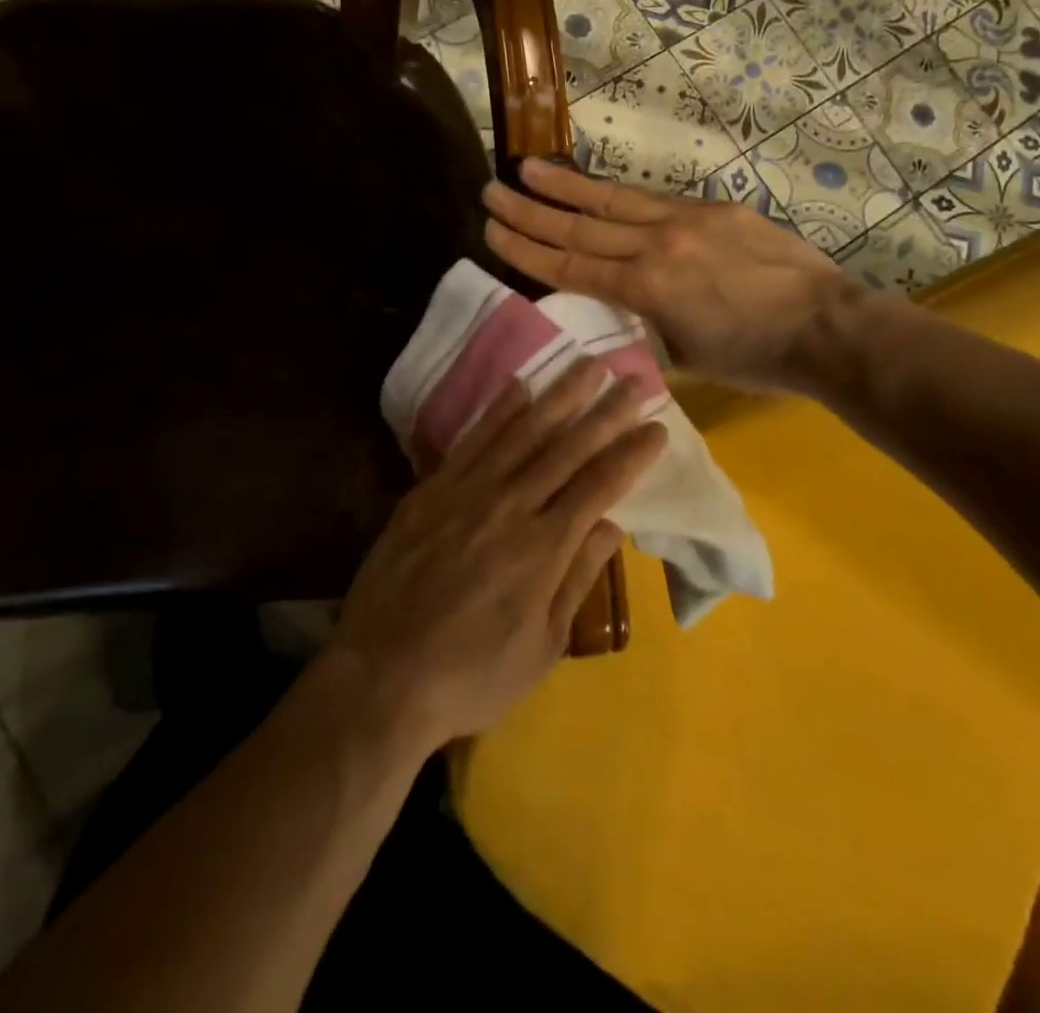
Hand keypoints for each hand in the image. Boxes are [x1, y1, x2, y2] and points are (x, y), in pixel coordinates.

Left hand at [330, 357, 665, 750]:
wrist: (381, 675)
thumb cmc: (471, 674)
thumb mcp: (541, 645)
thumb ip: (576, 579)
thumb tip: (612, 525)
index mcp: (544, 548)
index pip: (600, 486)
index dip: (632, 454)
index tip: (658, 427)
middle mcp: (510, 506)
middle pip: (568, 447)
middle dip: (607, 411)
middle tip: (636, 379)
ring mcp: (467, 492)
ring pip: (523, 432)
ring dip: (560, 395)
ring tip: (587, 364)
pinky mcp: (431, 490)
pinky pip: (473, 440)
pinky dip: (499, 411)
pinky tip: (520, 385)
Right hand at [482, 159, 862, 394]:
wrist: (826, 326)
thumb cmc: (755, 357)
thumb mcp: (686, 357)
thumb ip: (644, 329)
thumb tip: (622, 313)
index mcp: (646, 289)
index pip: (570, 266)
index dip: (527, 249)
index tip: (491, 231)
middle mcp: (657, 246)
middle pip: (580, 227)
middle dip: (531, 210)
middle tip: (491, 190)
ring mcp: (687, 220)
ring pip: (613, 201)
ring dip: (566, 186)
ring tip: (528, 168)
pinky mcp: (715, 209)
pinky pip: (655, 201)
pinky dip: (619, 196)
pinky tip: (598, 188)